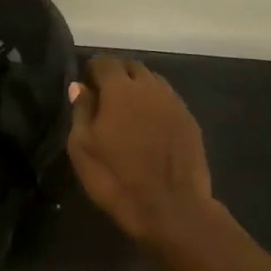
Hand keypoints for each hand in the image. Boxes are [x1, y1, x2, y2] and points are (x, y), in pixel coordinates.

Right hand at [68, 57, 214, 245]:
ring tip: (127, 112)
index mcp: (121, 90)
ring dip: (138, 88)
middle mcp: (151, 88)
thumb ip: (81, 112)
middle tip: (105, 98)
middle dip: (117, 75)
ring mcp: (174, 103)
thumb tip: (80, 87)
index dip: (92, 71)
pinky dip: (155, 105)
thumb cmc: (116, 179)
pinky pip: (168, 101)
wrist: (171, 208)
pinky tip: (149, 127)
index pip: (105, 63)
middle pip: (132, 67)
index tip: (85, 87)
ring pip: (153, 82)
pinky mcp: (190, 122)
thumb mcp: (83, 148)